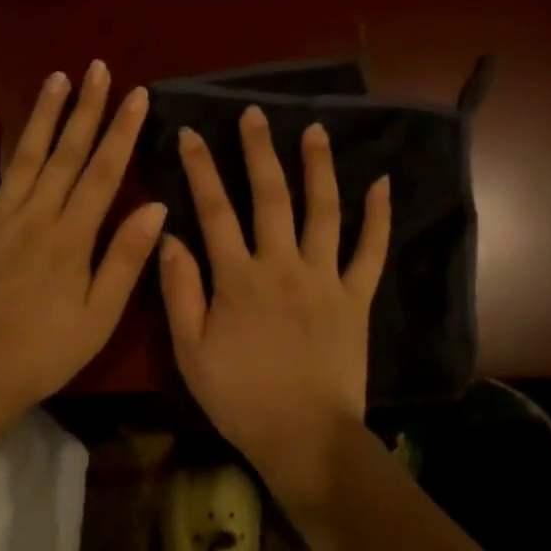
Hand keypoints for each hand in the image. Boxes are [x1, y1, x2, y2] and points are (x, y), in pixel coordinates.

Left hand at [0, 61, 165, 422]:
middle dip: (86, 109)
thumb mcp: (99, 316)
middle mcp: (36, 216)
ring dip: (42, 115)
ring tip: (57, 77)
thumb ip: (125, 259)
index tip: (136, 95)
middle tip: (98, 68)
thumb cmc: (46, 351)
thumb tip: (156, 206)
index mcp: (72, 236)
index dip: (122, 131)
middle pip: (66, 154)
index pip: (104, 172)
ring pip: (24, 156)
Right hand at [159, 106, 389, 507]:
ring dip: (318, 167)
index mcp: (238, 277)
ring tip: (314, 130)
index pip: (214, 210)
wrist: (304, 435)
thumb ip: (179, 290)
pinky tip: (382, 183)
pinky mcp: (356, 297)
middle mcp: (282, 264)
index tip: (192, 134)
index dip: (201, 169)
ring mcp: (325, 277)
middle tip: (254, 114)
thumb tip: (169, 236)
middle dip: (258, 151)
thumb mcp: (190, 350)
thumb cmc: (240, 397)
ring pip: (322, 210)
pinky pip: (371, 250)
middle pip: (269, 196)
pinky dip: (378, 216)